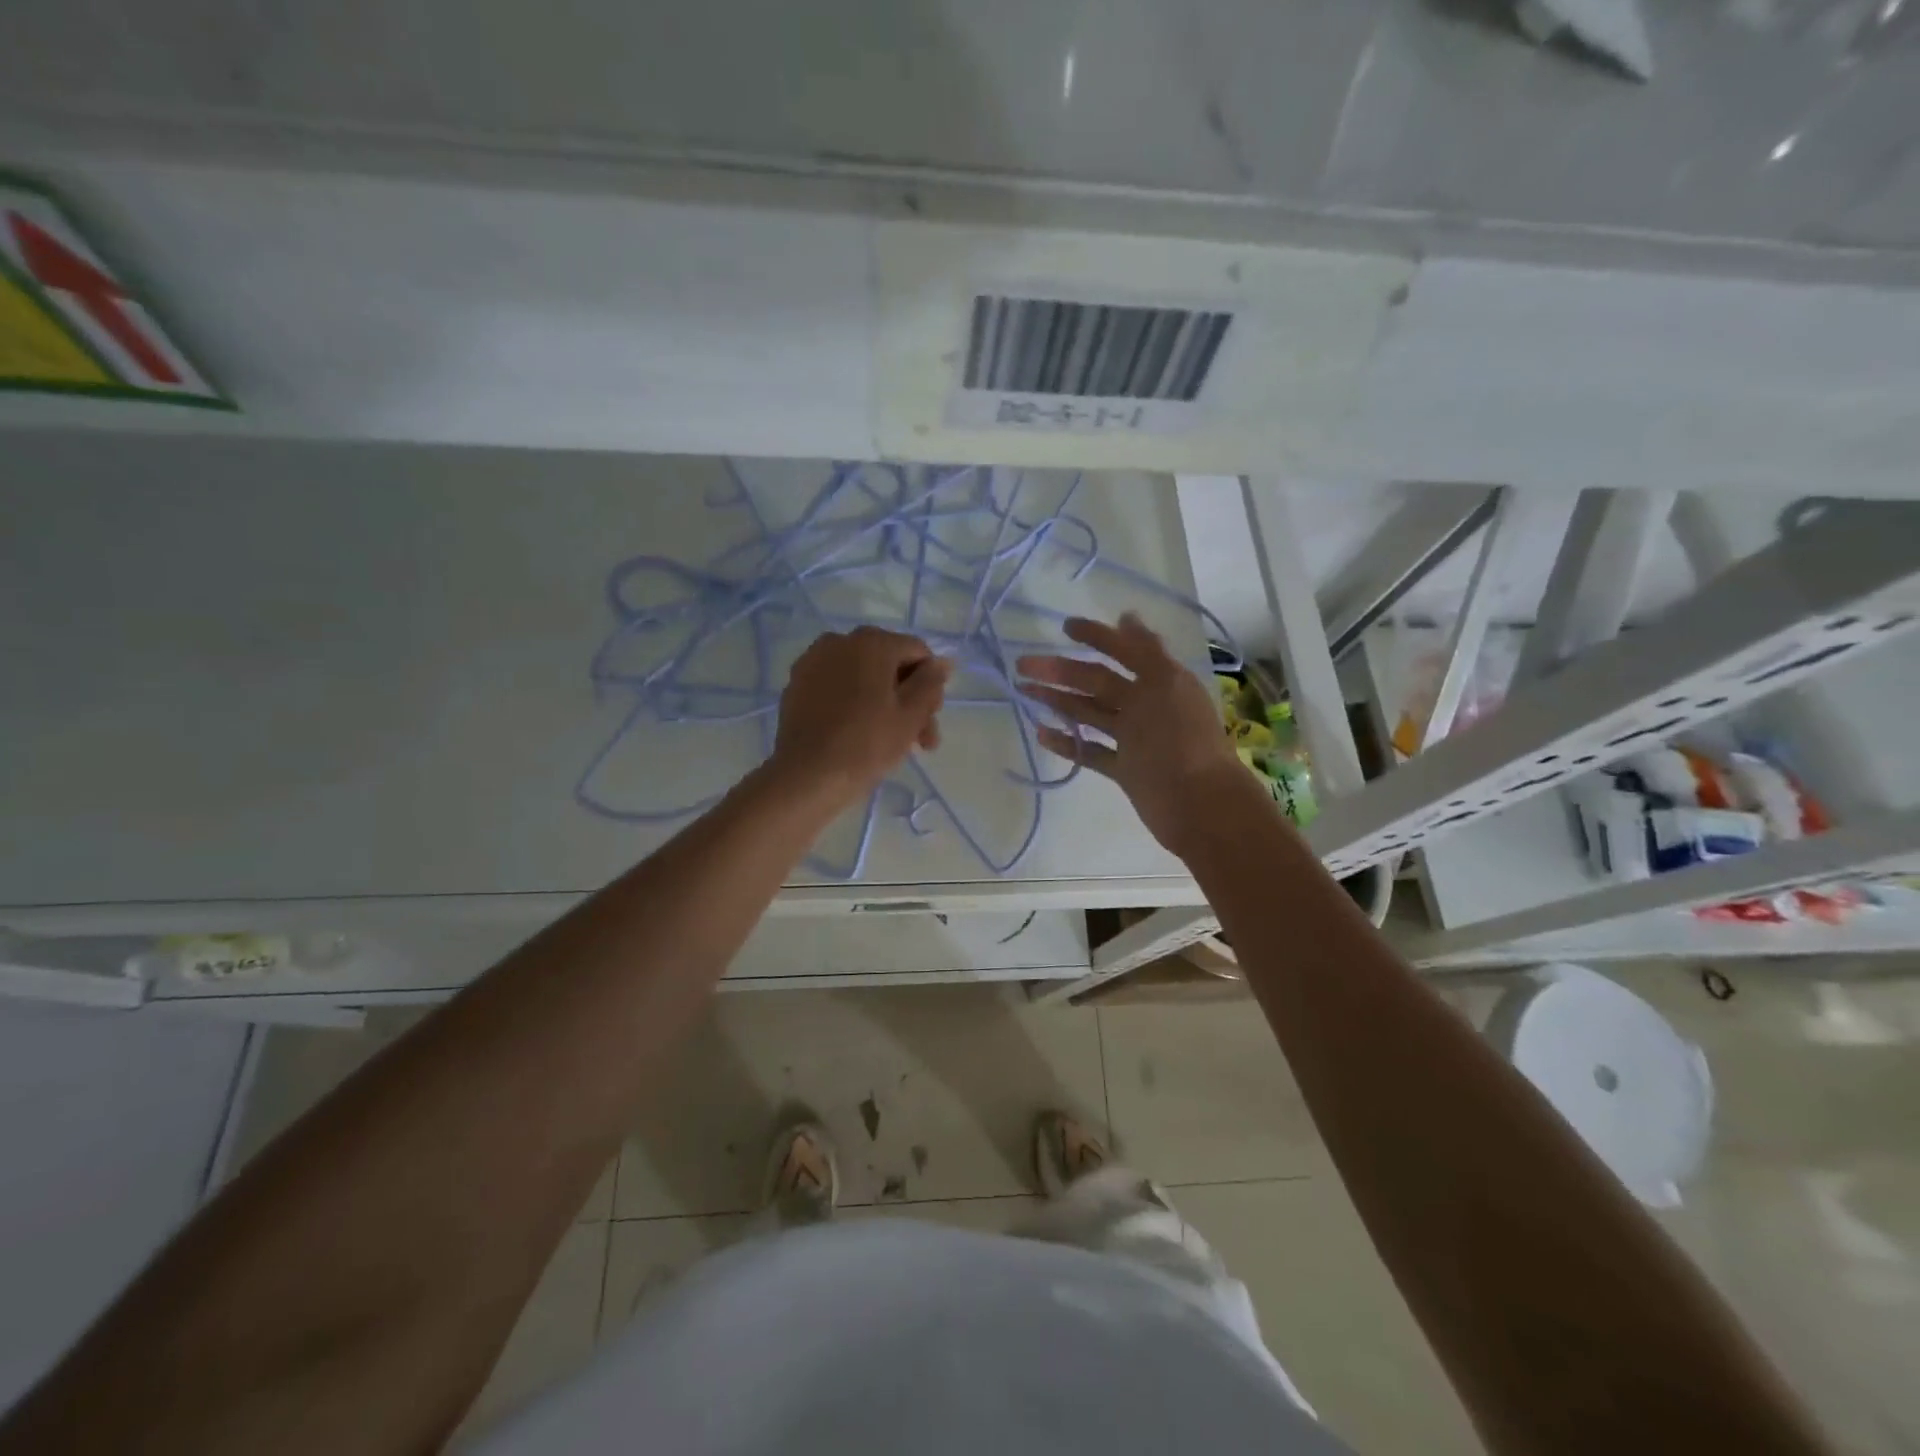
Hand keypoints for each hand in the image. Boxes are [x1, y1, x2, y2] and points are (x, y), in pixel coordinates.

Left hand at [771, 626, 951, 804]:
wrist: (807, 776)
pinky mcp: (797, 684)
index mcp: (872, 642)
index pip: (918, 652)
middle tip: (919, 740)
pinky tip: (858, 733)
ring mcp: (814, 661)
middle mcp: (840, 641)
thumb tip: (942, 662)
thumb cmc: (867, 743)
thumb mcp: (911, 714)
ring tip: (894, 743)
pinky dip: (854, 703)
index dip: (931, 685)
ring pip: (863, 677)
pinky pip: (838, 686)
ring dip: (884, 703)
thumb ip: (931, 682)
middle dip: (909, 699)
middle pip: (889, 664)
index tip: (931, 720)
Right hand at [1017, 614, 1250, 854]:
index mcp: (1160, 682)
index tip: (1064, 628)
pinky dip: (1068, 742)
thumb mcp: (1167, 684)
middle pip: (1097, 682)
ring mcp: (1134, 739)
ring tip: (1026, 692)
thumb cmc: (1183, 740)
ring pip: (1090, 714)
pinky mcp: (1125, 769)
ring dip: (1059, 701)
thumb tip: (1125, 616)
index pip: (1124, 651)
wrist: (1200, 805)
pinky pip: (1090, 751)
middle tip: (1024, 665)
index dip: (1097, 636)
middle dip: (1062, 670)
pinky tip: (1041, 733)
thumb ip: (1145, 652)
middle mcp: (1145, 706)